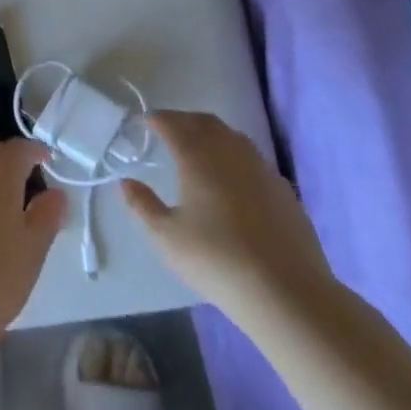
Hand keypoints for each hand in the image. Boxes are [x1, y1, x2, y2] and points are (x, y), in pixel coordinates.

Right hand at [122, 112, 331, 322]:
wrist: (285, 290)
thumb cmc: (216, 259)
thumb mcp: (166, 237)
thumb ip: (142, 205)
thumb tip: (125, 182)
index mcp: (197, 157)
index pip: (172, 124)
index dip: (156, 119)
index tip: (143, 121)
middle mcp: (229, 151)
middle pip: (204, 122)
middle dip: (183, 120)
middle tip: (167, 129)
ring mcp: (260, 167)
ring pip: (231, 136)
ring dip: (210, 133)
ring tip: (197, 149)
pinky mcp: (282, 187)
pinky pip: (252, 157)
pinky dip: (233, 155)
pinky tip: (231, 178)